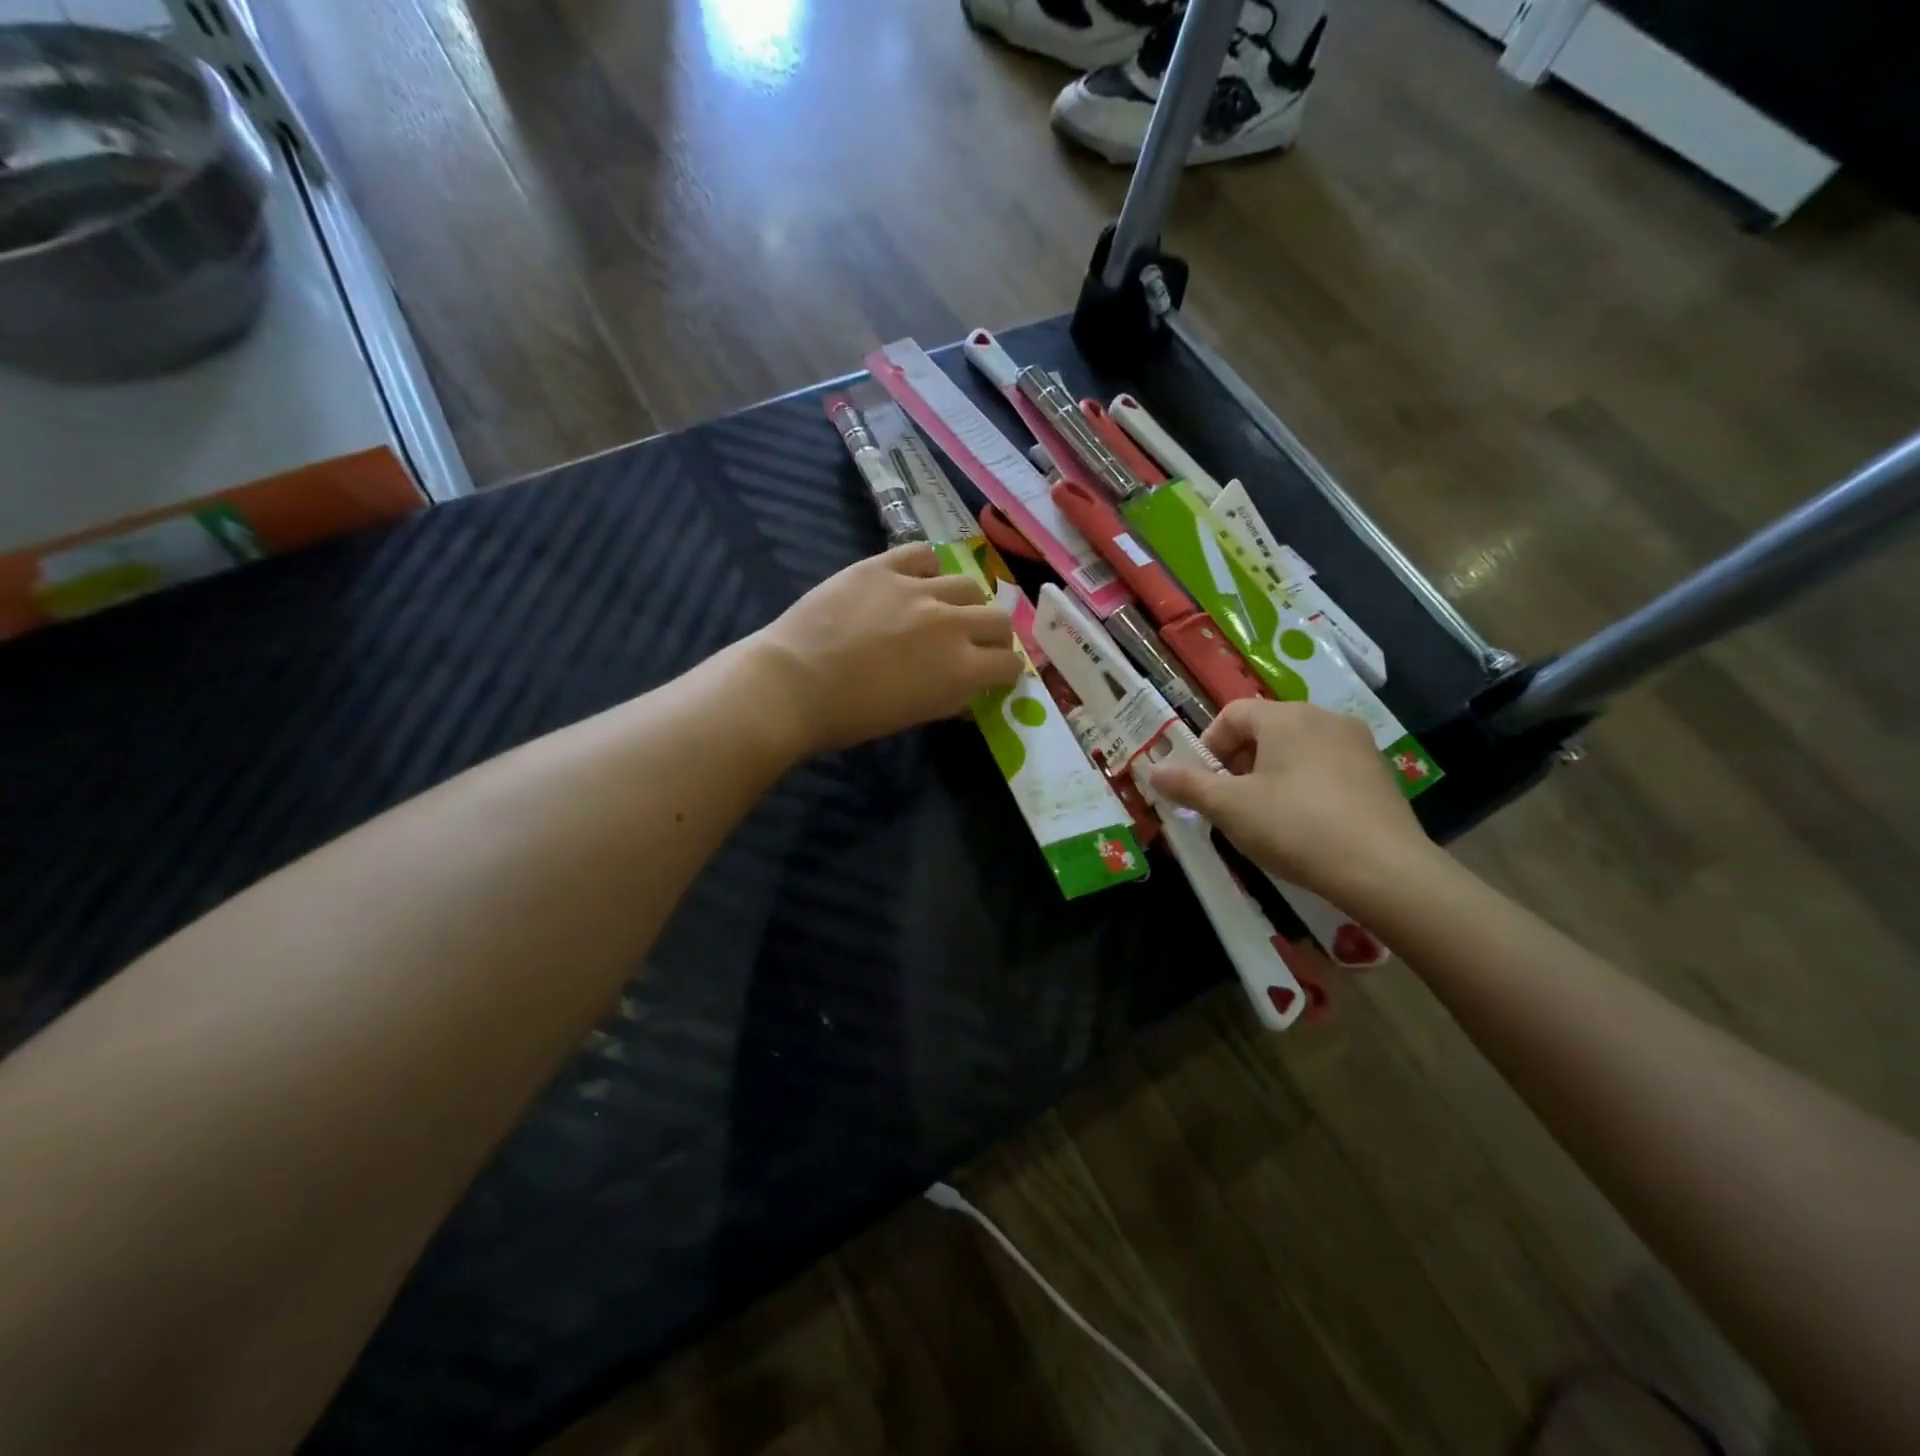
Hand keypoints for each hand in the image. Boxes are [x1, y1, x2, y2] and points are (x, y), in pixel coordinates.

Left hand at [750, 543, 1024, 754]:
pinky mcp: (884, 565)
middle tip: (976, 644)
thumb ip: (952, 700)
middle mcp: (951, 623)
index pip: (1010, 663)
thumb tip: (971, 691)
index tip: (995, 675)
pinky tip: (917, 581)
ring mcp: (918, 588)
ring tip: (944, 611)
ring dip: (965, 602)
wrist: (793, 684)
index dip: (1006, 671)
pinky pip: (924, 554)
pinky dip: (929, 568)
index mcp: (962, 668)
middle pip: (999, 619)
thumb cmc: (853, 716)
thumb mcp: (914, 716)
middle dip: (995, 636)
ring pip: (968, 583)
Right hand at [1149, 700, 1435, 902]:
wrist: (1384, 871)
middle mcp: (1324, 717)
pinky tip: (1305, 824)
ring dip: (1270, 775)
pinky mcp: (1379, 773)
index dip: (1208, 747)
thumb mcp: (1230, 808)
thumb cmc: (1295, 827)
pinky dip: (1305, 786)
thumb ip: (1188, 785)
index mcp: (1286, 716)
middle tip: (1230, 804)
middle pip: (1265, 730)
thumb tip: (1154, 770)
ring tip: (1265, 816)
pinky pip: (1326, 768)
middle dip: (1238, 763)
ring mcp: (1357, 744)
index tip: (1203, 785)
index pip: (1232, 715)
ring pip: (1296, 749)